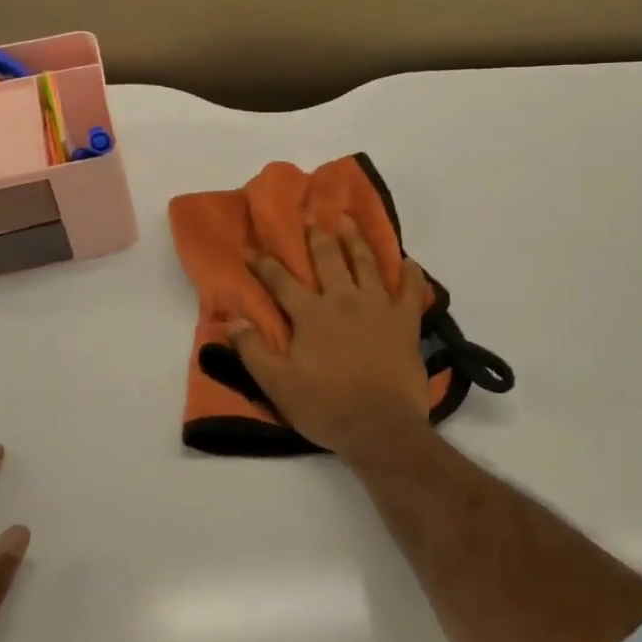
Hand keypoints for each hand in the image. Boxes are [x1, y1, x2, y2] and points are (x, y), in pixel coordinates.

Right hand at [228, 218, 433, 460]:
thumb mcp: (277, 384)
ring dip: (356, 240)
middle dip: (317, 236)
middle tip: (311, 215)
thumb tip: (231, 320)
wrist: (380, 426)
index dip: (266, 265)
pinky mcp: (405, 321)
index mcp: (311, 314)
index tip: (253, 251)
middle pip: (328, 259)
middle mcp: (344, 299)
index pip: (282, 281)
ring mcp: (378, 306)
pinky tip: (409, 261)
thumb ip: (253, 350)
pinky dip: (410, 273)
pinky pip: (410, 290)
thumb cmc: (326, 406)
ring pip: (366, 263)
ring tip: (349, 221)